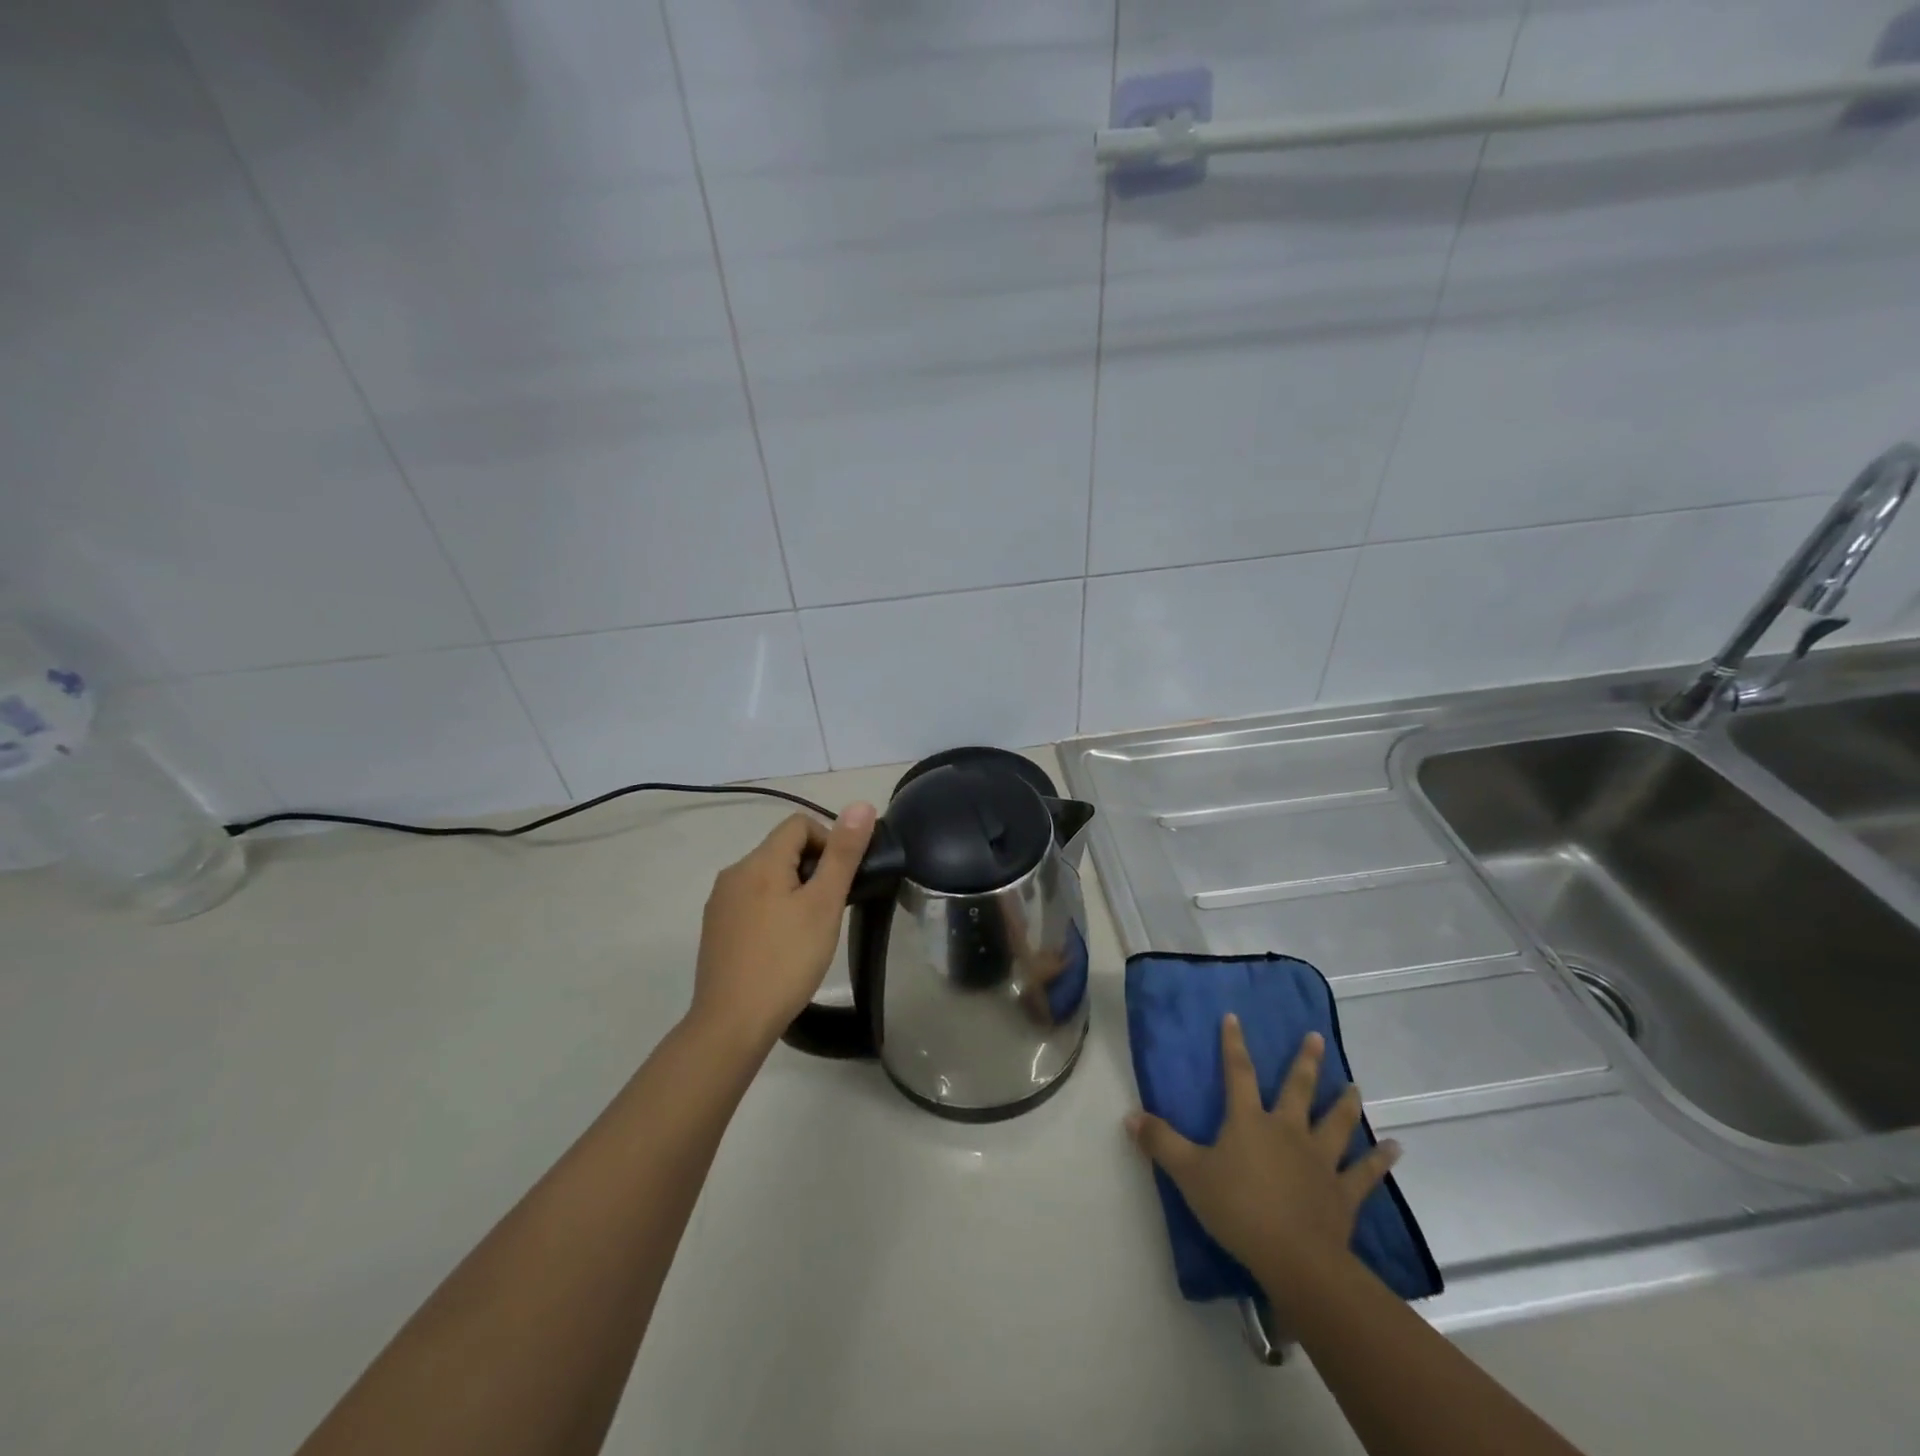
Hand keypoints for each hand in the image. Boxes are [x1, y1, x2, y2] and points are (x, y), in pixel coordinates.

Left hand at [691, 804, 876, 1050]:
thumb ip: (843, 853)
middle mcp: (733, 873)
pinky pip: (751, 901)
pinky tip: (782, 946)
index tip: (841, 881)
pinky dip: (773, 910)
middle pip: (782, 849)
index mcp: (759, 862)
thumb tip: (860, 805)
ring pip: (767, 877)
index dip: (828, 842)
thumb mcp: (824, 904)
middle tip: (830, 909)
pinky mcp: (716, 928)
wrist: (731, 1023)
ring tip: (810, 930)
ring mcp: (720, 902)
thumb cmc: (786, 960)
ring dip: (793, 891)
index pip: (799, 824)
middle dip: (812, 869)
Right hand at [1125, 1016, 1399, 1297]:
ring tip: (1356, 1085)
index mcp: (1249, 1121)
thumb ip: (1160, 1142)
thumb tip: (1130, 1114)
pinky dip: (1381, 1160)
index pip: (1238, 1072)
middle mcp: (1288, 1130)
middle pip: (1298, 1089)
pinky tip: (1396, 1148)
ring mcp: (1320, 1160)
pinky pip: (1365, 1173)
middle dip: (1305, 1061)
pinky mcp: (1343, 1193)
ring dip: (1346, 1103)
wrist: (1295, 1259)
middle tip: (1316, 1037)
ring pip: (1336, 1123)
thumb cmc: (1238, 1208)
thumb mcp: (1188, 1173)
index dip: (1234, 1044)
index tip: (1234, 1017)